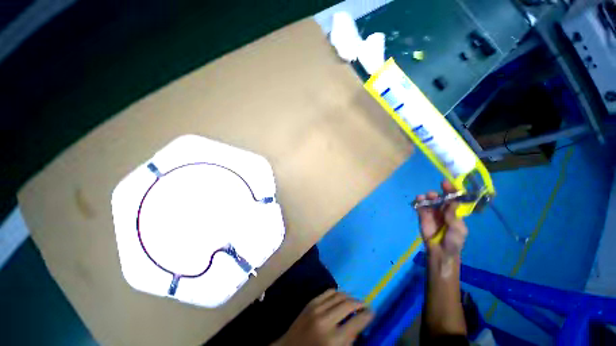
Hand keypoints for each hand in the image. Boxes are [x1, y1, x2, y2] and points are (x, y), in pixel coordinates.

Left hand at [273, 289, 373, 345]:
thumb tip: (359, 326)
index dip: (367, 315)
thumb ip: (348, 341)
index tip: (372, 312)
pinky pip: (328, 292)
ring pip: (339, 295)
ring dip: (349, 297)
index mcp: (334, 340)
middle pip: (348, 305)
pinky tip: (341, 297)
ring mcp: (317, 309)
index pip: (357, 322)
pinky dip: (337, 293)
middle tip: (365, 306)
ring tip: (354, 301)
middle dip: (359, 304)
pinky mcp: (311, 302)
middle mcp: (326, 321)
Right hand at [415, 181, 468, 257]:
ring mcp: (432, 213)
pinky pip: (421, 206)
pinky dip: (419, 202)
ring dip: (428, 197)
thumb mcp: (458, 229)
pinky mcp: (422, 216)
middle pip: (441, 198)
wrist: (440, 251)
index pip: (454, 199)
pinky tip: (418, 199)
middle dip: (439, 193)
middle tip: (434, 193)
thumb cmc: (453, 241)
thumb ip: (454, 216)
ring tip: (426, 196)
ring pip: (430, 201)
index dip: (451, 191)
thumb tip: (452, 201)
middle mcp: (443, 210)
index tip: (446, 183)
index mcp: (455, 213)